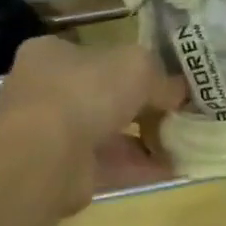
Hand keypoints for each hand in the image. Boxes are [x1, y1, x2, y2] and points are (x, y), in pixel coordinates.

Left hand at [0, 36, 185, 210]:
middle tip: (175, 112)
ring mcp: (49, 134)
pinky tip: (173, 168)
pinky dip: (139, 166)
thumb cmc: (87, 92)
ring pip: (105, 133)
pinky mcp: (60, 171)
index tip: (161, 78)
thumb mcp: (139, 66)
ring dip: (143, 139)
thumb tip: (180, 92)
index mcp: (51, 54)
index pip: (95, 53)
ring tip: (182, 142)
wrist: (46, 157)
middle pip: (102, 95)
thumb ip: (162, 78)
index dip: (130, 65)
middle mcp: (43, 91)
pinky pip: (108, 165)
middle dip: (141, 106)